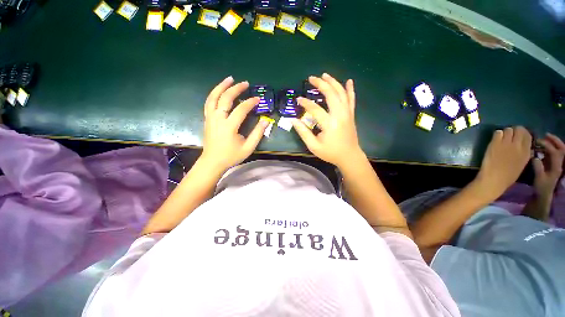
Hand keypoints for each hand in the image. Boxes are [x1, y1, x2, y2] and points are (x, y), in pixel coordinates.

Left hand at [200, 76, 268, 171]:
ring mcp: (210, 118)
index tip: (258, 99)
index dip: (250, 102)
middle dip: (236, 89)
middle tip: (245, 83)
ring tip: (229, 79)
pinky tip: (219, 90)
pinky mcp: (207, 119)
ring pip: (213, 97)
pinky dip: (214, 94)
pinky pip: (209, 103)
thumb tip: (266, 121)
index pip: (241, 109)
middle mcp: (218, 119)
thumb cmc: (231, 156)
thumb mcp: (248, 147)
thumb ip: (257, 134)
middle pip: (225, 98)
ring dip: (221, 86)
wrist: (212, 162)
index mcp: (229, 126)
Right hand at [292, 73, 363, 167]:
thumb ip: (303, 132)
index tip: (298, 99)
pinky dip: (350, 89)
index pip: (315, 109)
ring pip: (341, 93)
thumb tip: (293, 120)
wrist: (349, 157)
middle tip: (311, 78)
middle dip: (321, 84)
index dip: (305, 103)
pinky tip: (349, 81)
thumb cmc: (330, 153)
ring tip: (325, 75)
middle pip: (331, 94)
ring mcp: (347, 113)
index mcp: (329, 124)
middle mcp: (340, 115)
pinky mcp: (351, 115)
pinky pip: (351, 99)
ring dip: (333, 82)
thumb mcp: (313, 146)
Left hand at [474, 126, 531, 198]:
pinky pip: (497, 132)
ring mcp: (506, 143)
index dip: (523, 134)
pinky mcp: (495, 143)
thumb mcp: (522, 164)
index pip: (528, 136)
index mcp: (526, 152)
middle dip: (515, 131)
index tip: (519, 136)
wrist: (494, 179)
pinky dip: (497, 134)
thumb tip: (525, 147)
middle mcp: (518, 145)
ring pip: (508, 129)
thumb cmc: (508, 176)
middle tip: (510, 136)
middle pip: (519, 129)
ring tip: (502, 138)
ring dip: (505, 132)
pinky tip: (496, 140)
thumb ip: (525, 154)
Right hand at [532, 133, 564, 197]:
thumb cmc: (541, 187)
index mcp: (557, 166)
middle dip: (555, 141)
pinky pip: (554, 153)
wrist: (544, 194)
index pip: (554, 152)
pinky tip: (544, 147)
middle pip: (561, 149)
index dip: (547, 145)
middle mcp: (559, 163)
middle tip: (545, 135)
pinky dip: (551, 148)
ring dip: (553, 143)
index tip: (537, 141)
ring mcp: (557, 164)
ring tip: (545, 139)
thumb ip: (538, 167)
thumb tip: (535, 157)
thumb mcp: (539, 178)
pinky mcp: (553, 164)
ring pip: (559, 150)